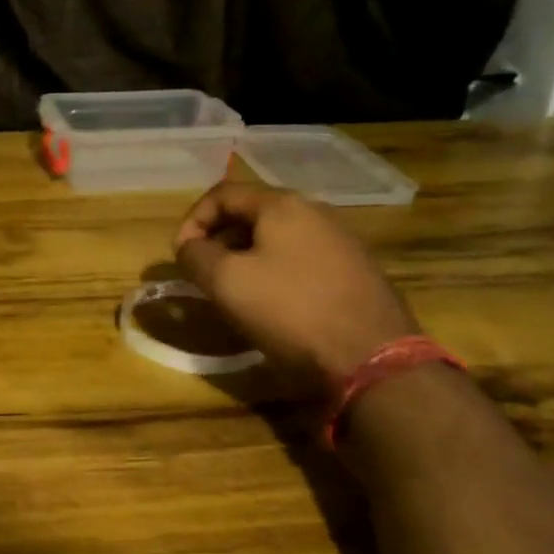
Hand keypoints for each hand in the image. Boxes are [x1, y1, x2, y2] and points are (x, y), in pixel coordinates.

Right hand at [174, 182, 417, 394]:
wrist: (372, 359)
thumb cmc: (290, 311)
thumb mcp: (226, 282)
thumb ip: (195, 255)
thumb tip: (189, 247)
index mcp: (282, 205)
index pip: (222, 194)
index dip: (192, 221)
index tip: (181, 256)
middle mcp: (316, 212)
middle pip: (251, 214)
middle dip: (219, 241)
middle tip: (204, 275)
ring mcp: (342, 242)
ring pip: (277, 239)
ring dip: (246, 259)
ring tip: (235, 294)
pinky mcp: (357, 272)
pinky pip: (302, 261)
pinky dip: (276, 274)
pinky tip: (274, 307)